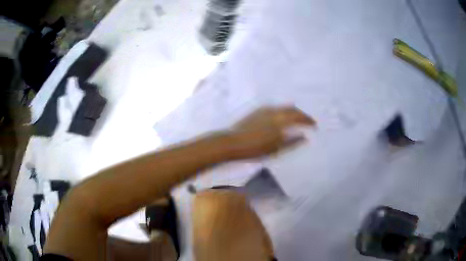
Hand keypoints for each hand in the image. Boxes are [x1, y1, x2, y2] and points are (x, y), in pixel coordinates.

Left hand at [225, 106, 315, 158]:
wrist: (232, 142)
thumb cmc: (255, 148)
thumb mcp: (276, 149)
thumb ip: (292, 142)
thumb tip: (304, 137)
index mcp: (280, 119)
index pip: (300, 117)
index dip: (308, 120)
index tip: (315, 125)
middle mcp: (274, 111)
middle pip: (292, 109)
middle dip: (301, 114)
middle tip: (307, 121)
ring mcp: (264, 109)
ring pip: (283, 107)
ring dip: (292, 112)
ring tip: (296, 119)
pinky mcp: (256, 111)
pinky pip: (274, 108)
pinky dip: (282, 111)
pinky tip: (281, 117)